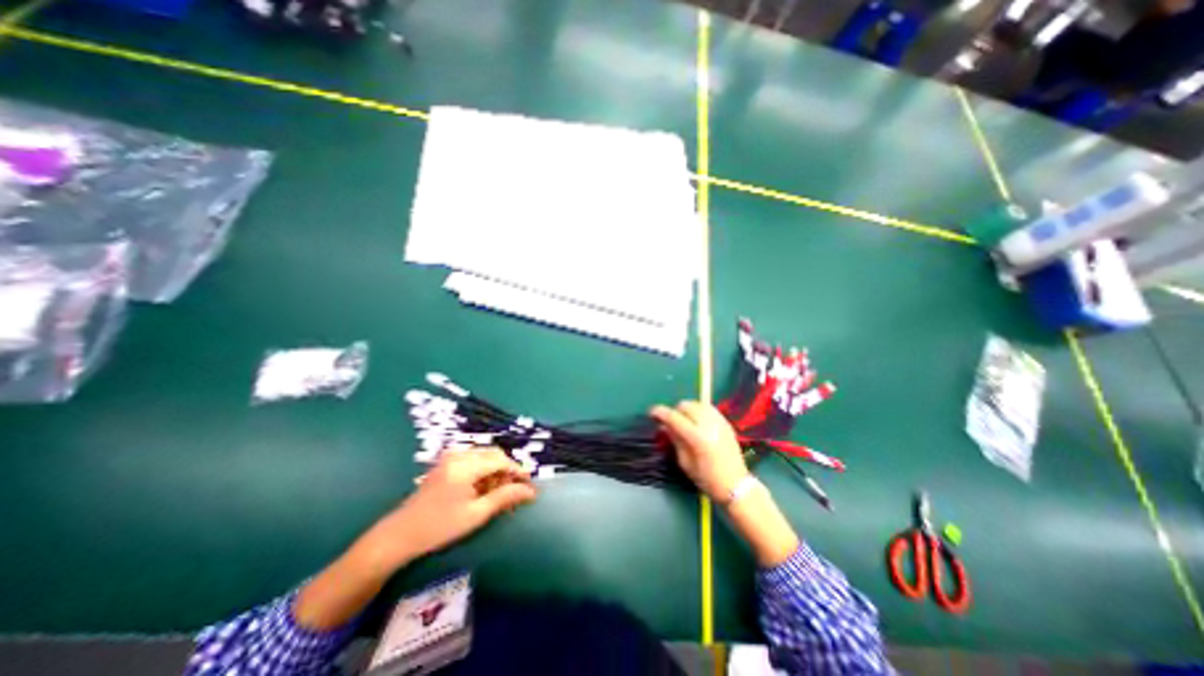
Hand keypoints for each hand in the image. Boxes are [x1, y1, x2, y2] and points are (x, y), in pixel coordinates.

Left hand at [357, 449, 536, 568]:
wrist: (400, 534)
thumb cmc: (439, 527)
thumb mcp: (476, 514)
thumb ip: (505, 497)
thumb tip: (531, 491)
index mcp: (465, 466)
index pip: (501, 460)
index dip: (518, 471)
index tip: (530, 485)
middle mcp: (459, 454)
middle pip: (494, 455)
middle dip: (507, 471)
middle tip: (515, 492)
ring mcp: (451, 456)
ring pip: (485, 456)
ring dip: (496, 471)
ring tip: (499, 494)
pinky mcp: (447, 461)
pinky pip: (474, 459)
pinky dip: (484, 471)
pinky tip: (484, 489)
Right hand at [656, 401, 750, 501]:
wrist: (736, 485)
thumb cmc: (707, 479)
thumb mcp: (685, 463)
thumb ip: (675, 440)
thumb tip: (665, 425)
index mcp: (698, 438)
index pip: (675, 418)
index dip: (661, 412)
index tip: (652, 412)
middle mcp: (709, 425)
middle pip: (687, 406)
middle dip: (675, 411)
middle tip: (671, 422)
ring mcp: (720, 422)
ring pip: (698, 404)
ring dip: (687, 409)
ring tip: (684, 420)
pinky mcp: (726, 422)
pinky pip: (709, 408)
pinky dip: (699, 410)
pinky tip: (697, 421)